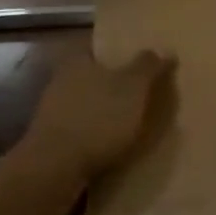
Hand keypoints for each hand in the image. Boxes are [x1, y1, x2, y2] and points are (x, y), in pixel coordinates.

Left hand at [24, 48, 170, 180]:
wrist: (56, 167)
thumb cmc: (99, 118)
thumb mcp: (134, 88)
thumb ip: (148, 66)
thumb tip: (164, 49)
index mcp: (78, 60)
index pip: (99, 47)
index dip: (119, 52)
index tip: (139, 60)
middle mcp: (61, 80)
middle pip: (92, 75)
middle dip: (113, 83)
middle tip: (140, 92)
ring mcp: (52, 111)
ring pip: (86, 103)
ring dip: (104, 111)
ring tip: (130, 122)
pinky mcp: (51, 139)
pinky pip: (80, 128)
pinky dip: (95, 134)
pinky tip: (111, 145)